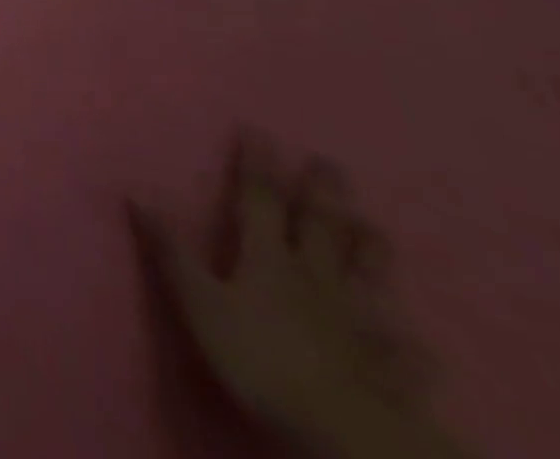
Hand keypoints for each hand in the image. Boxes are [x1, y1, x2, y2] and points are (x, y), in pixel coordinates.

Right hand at [134, 137, 462, 458]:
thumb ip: (171, 250)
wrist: (345, 433)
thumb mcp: (200, 303)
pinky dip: (413, 344)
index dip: (257, 164)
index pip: (259, 198)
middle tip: (329, 162)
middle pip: (319, 227)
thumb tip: (136, 191)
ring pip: (366, 276)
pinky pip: (406, 353)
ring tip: (374, 225)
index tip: (259, 131)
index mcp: (268, 258)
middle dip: (321, 192)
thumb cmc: (261, 360)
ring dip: (370, 250)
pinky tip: (423, 342)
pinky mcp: (391, 368)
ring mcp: (358, 321)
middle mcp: (315, 277)